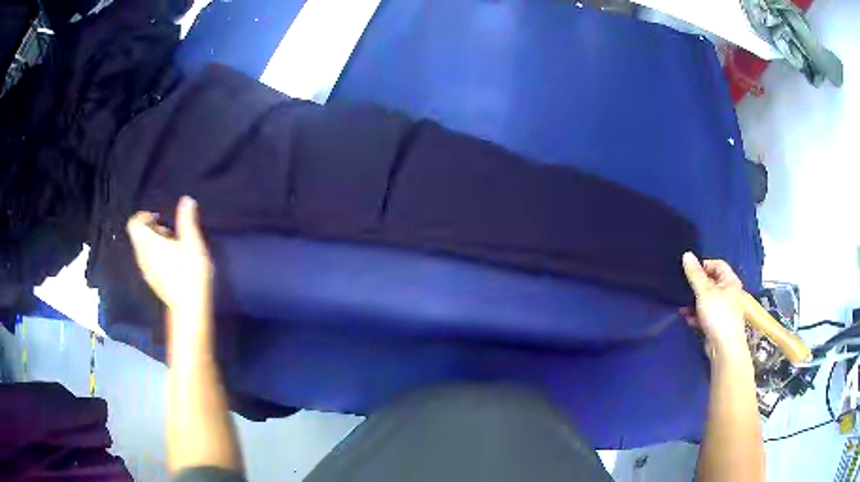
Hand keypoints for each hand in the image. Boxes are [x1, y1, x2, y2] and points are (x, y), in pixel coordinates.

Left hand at [127, 196, 212, 318]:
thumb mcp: (193, 241)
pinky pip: (149, 262)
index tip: (161, 219)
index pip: (134, 223)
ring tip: (175, 248)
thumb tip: (186, 199)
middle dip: (153, 229)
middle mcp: (142, 255)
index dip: (145, 216)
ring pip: (144, 249)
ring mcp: (146, 271)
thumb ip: (187, 219)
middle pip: (139, 235)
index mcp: (148, 242)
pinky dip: (157, 257)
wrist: (190, 308)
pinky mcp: (152, 282)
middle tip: (172, 233)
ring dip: (155, 243)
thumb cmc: (190, 271)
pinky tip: (174, 263)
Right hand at [681, 252, 747, 356]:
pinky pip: (706, 314)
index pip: (718, 264)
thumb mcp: (704, 291)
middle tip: (684, 286)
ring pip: (708, 300)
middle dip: (697, 285)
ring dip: (695, 301)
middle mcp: (729, 293)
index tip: (690, 271)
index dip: (704, 265)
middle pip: (712, 282)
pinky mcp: (718, 324)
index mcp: (730, 281)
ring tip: (682, 305)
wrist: (724, 347)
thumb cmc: (718, 314)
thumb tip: (687, 254)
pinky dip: (697, 315)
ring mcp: (724, 309)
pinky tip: (687, 318)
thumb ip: (695, 274)